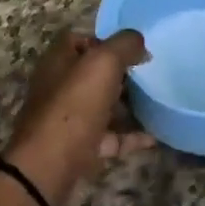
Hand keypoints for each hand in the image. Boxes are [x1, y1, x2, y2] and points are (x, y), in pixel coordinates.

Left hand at [3, 30, 153, 205]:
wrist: (49, 166)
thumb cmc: (74, 105)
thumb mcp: (103, 62)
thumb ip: (124, 44)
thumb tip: (139, 42)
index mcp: (58, 60)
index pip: (79, 39)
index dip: (105, 40)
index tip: (132, 48)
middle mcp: (59, 86)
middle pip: (91, 73)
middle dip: (120, 72)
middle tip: (148, 73)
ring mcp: (68, 119)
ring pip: (101, 105)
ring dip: (126, 104)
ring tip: (155, 100)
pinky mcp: (79, 147)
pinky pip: (110, 137)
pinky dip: (130, 136)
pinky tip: (153, 137)